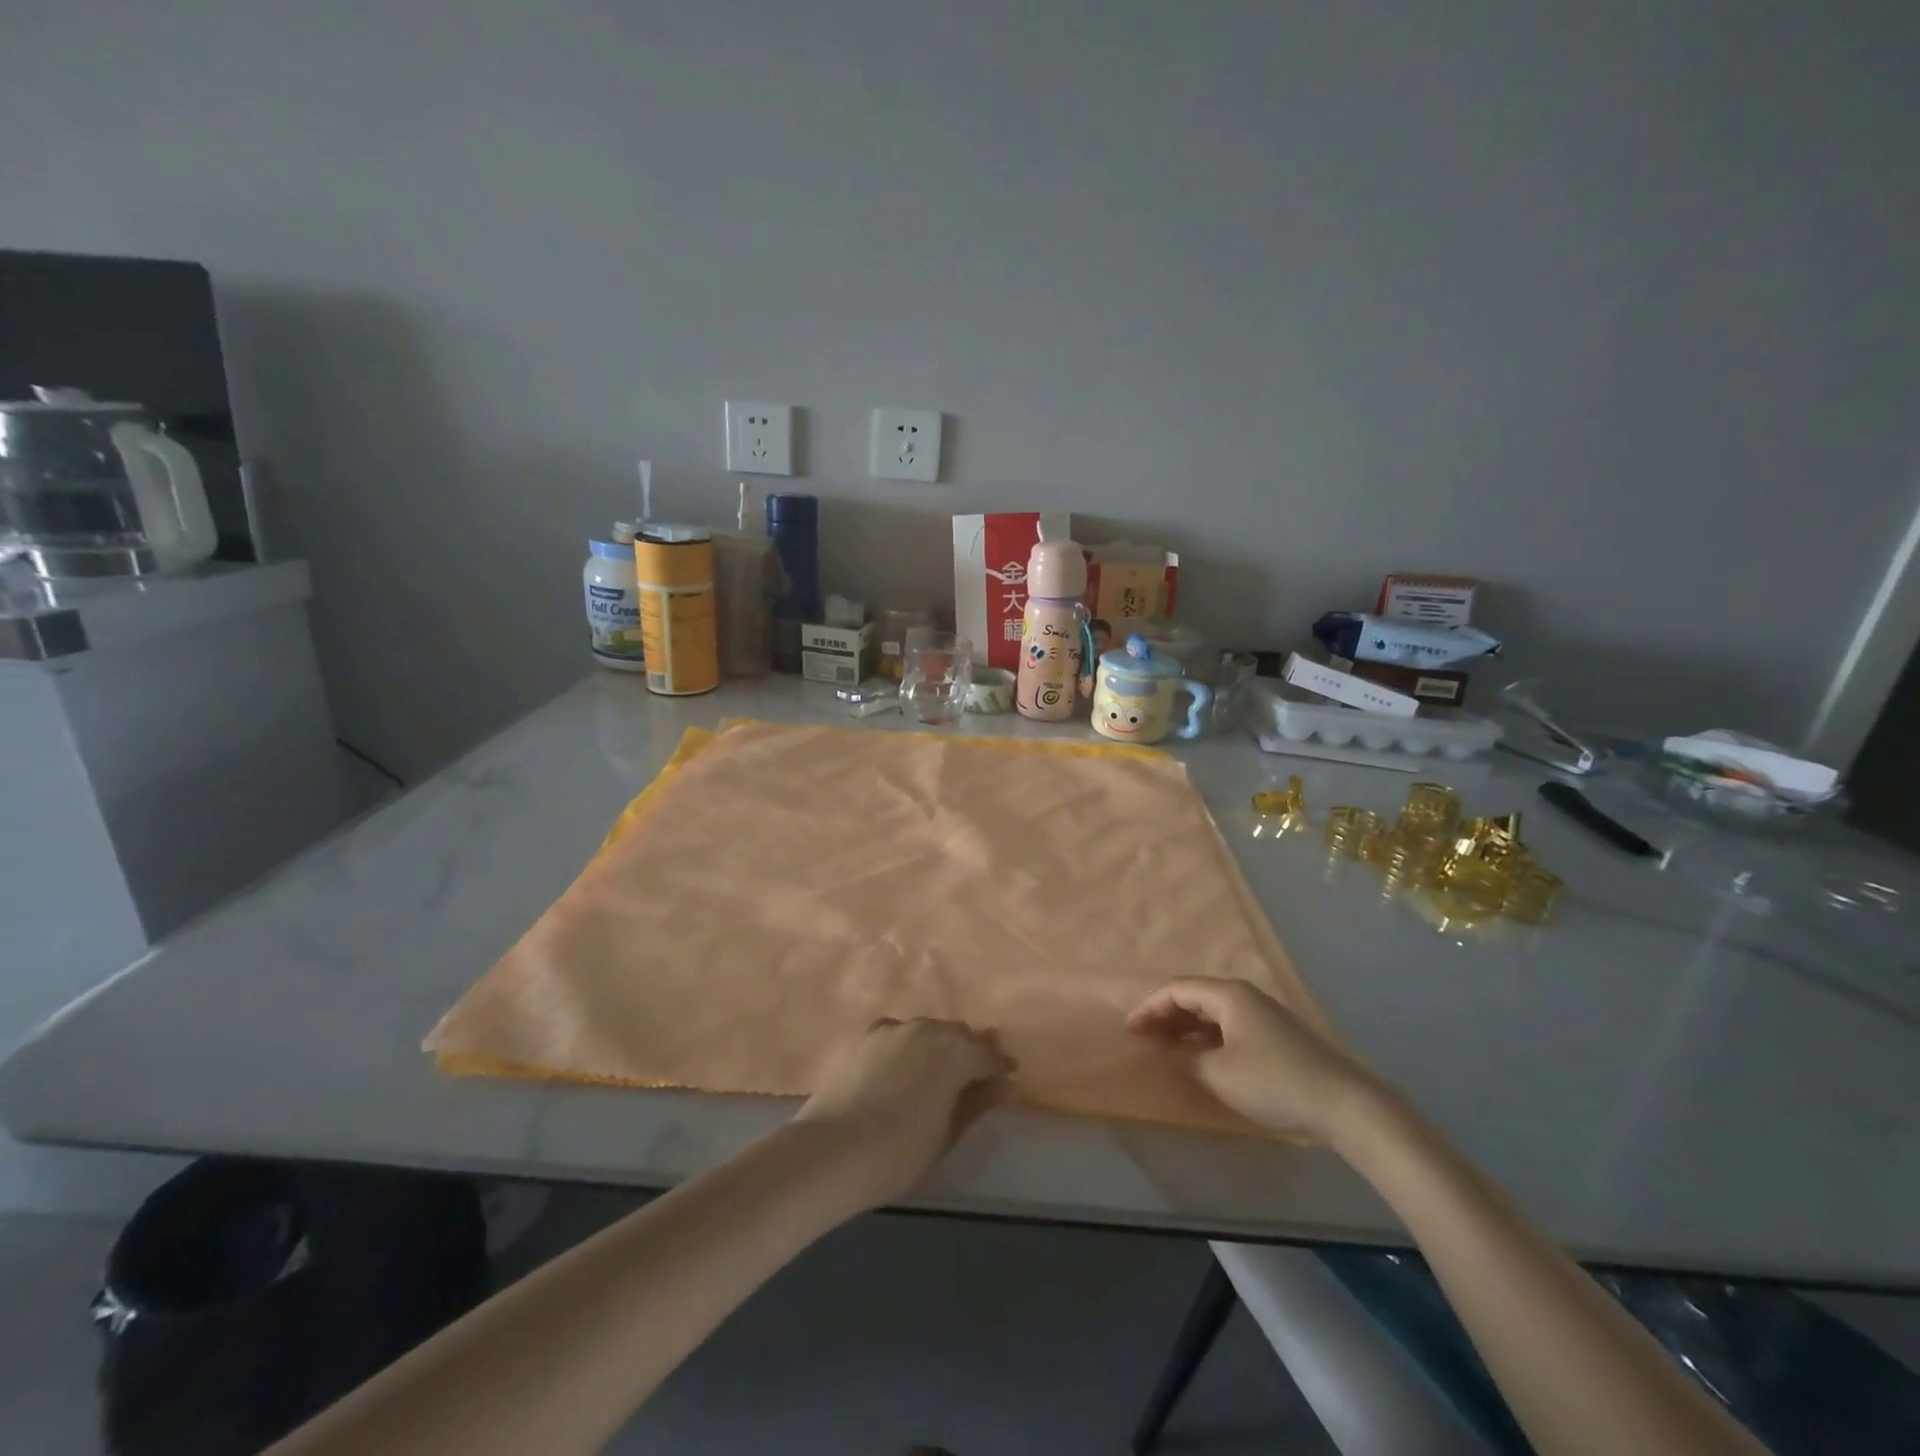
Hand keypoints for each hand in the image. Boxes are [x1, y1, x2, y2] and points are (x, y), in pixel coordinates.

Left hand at [794, 1018, 1013, 1208]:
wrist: (832, 1148)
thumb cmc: (899, 1151)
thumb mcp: (947, 1134)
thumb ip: (977, 1104)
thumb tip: (1004, 1084)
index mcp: (955, 1052)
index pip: (987, 1056)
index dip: (1000, 1067)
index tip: (1008, 1078)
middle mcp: (927, 1029)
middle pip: (958, 1034)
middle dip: (972, 1050)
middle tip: (978, 1071)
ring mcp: (894, 1029)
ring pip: (928, 1029)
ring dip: (940, 1044)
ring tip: (941, 1066)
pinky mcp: (865, 1035)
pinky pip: (898, 1033)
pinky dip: (909, 1044)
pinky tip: (903, 1061)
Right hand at [1126, 978, 1382, 1145]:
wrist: (1346, 1105)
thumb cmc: (1275, 1082)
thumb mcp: (1220, 1073)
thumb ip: (1186, 1059)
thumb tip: (1168, 1053)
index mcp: (1228, 995)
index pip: (1177, 990)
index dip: (1149, 1008)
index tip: (1129, 1030)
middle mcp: (1245, 996)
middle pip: (1194, 997)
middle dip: (1165, 1016)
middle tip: (1143, 1039)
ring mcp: (1264, 1016)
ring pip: (1213, 1013)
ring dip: (1186, 1028)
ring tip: (1166, 1048)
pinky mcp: (1277, 1037)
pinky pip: (1229, 1027)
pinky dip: (1207, 1038)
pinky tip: (1202, 1058)